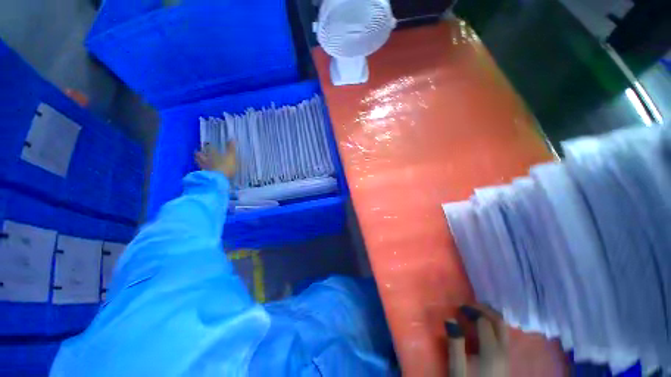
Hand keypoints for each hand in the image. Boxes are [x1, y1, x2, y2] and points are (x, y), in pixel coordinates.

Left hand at [195, 141, 236, 177]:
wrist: (219, 178)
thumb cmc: (226, 166)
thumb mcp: (231, 156)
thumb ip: (231, 148)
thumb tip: (232, 139)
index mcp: (213, 154)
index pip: (209, 148)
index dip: (209, 146)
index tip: (207, 143)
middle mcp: (207, 159)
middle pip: (200, 155)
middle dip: (198, 153)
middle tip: (196, 152)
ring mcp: (205, 167)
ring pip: (199, 162)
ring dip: (198, 161)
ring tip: (197, 159)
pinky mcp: (205, 174)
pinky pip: (202, 170)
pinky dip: (201, 168)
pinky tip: (202, 169)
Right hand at [446, 305, 507, 376]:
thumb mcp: (457, 366)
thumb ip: (455, 343)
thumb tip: (450, 319)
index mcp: (491, 350)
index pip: (484, 321)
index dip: (472, 311)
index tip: (460, 308)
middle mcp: (502, 349)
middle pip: (499, 321)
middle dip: (484, 309)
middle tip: (469, 306)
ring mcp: (506, 354)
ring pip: (503, 327)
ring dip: (490, 316)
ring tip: (475, 314)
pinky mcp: (505, 358)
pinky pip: (503, 335)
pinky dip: (494, 325)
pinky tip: (483, 328)